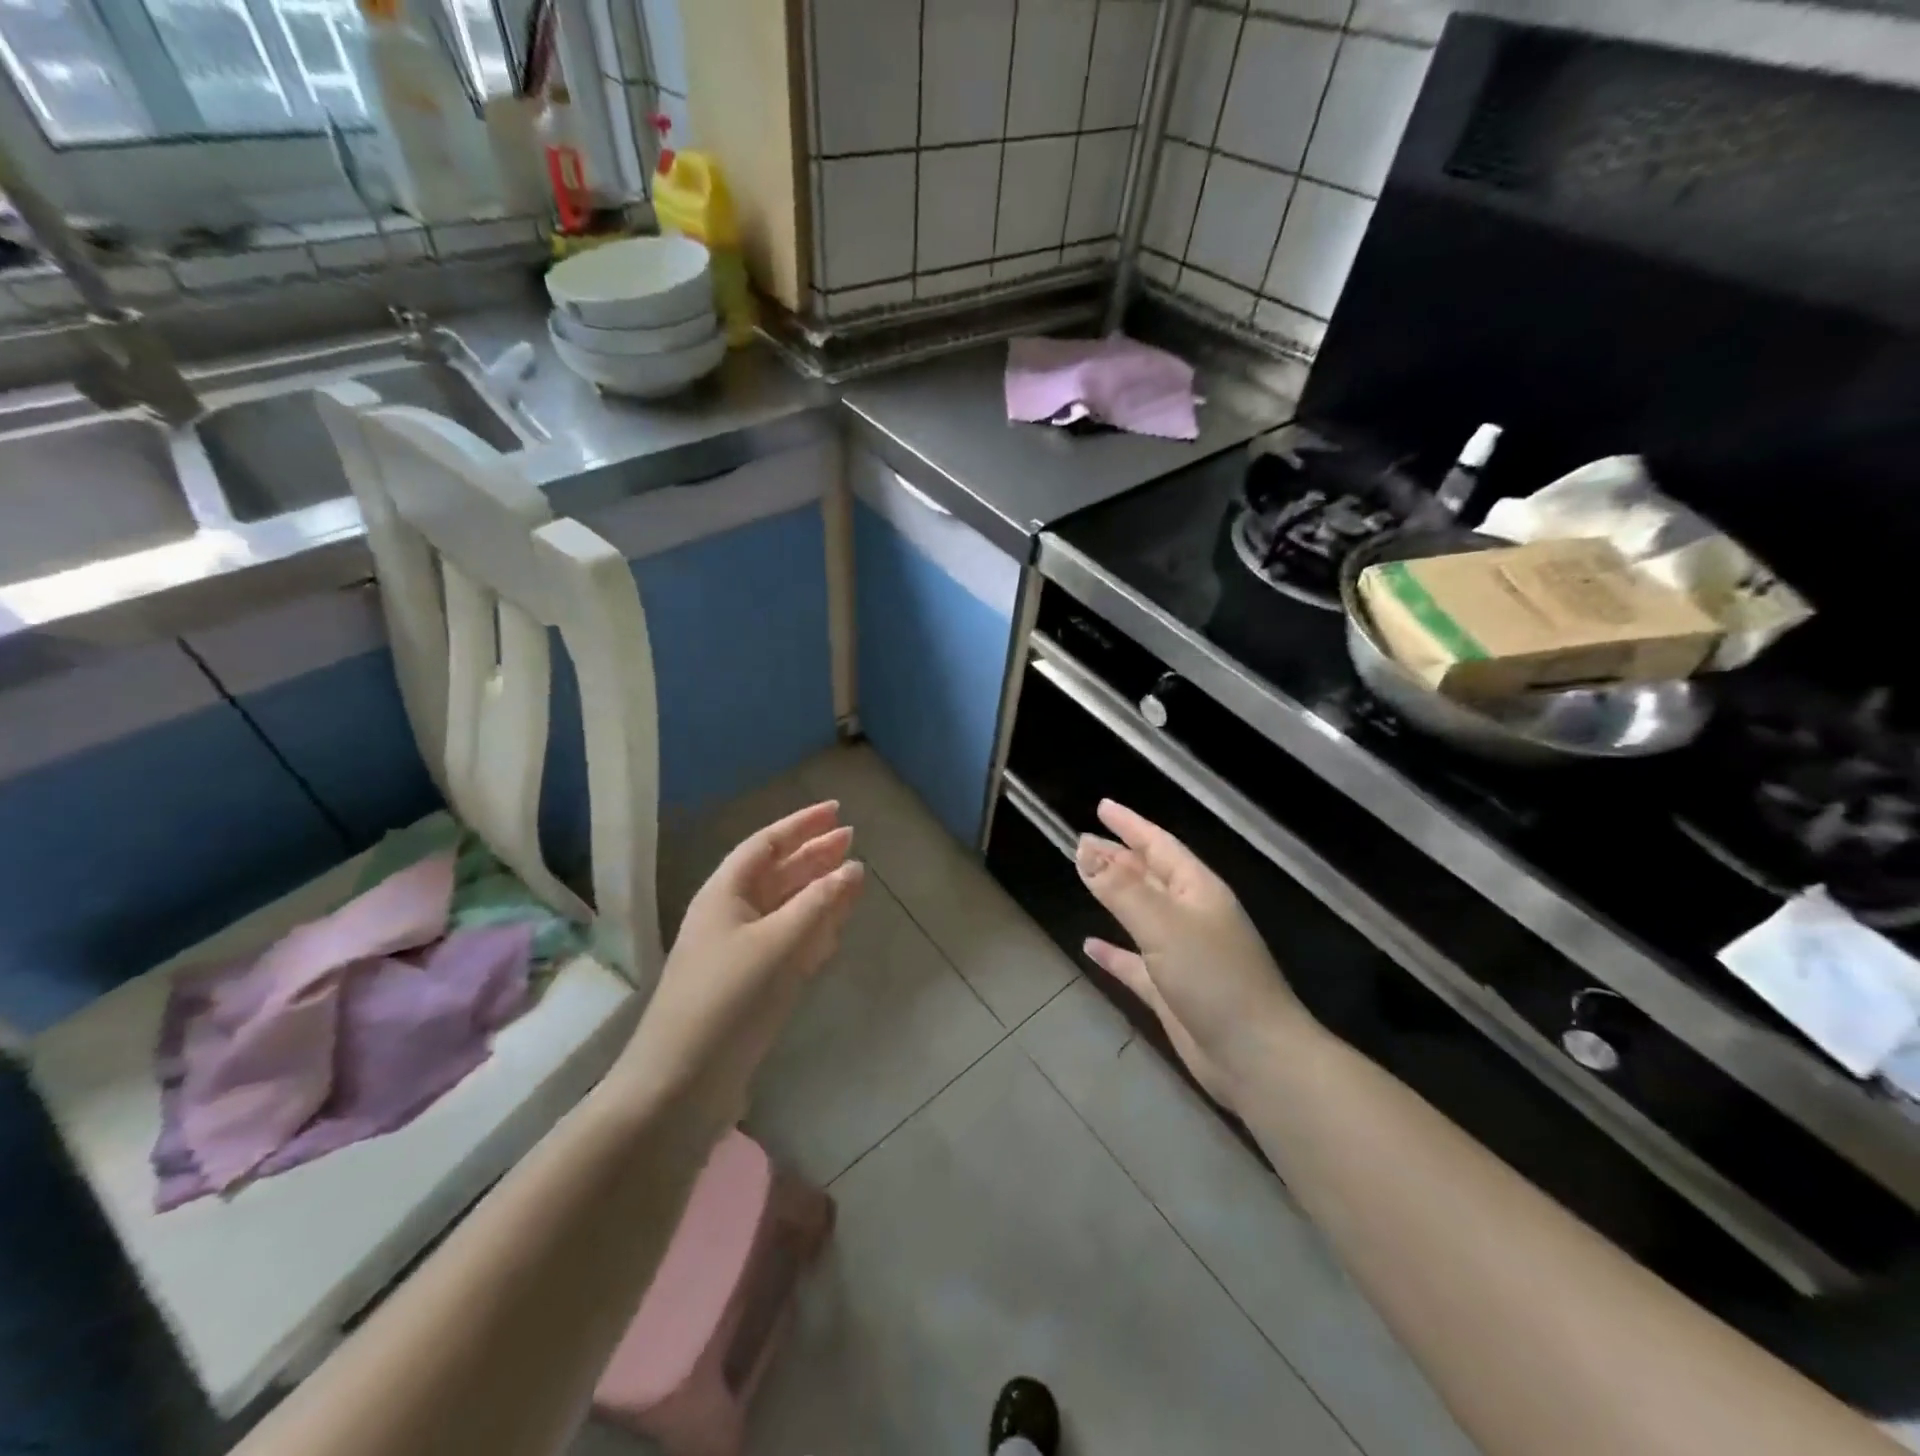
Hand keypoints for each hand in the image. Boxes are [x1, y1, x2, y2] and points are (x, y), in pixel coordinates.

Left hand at [618, 802, 864, 1127]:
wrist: (681, 1083)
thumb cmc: (728, 999)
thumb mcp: (779, 943)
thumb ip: (820, 903)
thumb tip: (854, 868)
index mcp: (726, 894)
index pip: (767, 844)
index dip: (802, 824)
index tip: (837, 810)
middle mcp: (730, 916)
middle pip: (778, 874)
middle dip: (814, 856)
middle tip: (851, 840)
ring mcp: (738, 953)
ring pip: (785, 909)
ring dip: (817, 893)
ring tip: (852, 879)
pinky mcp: (749, 986)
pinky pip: (787, 943)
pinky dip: (811, 931)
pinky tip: (833, 931)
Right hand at [1076, 800, 1309, 1111]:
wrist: (1254, 1056)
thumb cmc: (1214, 978)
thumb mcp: (1163, 925)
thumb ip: (1120, 888)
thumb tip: (1083, 848)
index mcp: (1198, 890)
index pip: (1159, 844)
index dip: (1130, 825)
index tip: (1102, 807)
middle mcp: (1191, 915)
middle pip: (1148, 875)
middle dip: (1117, 856)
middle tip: (1081, 840)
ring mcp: (1182, 953)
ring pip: (1140, 914)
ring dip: (1113, 896)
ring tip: (1083, 878)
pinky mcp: (1171, 990)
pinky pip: (1134, 961)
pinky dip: (1113, 952)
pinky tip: (1089, 946)